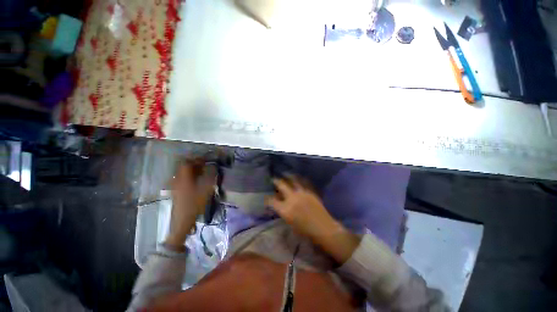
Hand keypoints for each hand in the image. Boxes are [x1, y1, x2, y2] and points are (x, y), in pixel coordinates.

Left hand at [165, 158, 215, 249]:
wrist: (182, 221)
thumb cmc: (195, 204)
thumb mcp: (206, 190)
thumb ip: (210, 176)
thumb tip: (214, 167)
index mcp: (184, 178)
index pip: (187, 163)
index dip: (196, 159)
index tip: (205, 160)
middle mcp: (177, 180)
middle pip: (184, 167)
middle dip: (194, 164)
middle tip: (205, 166)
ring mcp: (175, 186)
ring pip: (183, 173)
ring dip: (192, 170)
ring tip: (202, 173)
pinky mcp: (176, 191)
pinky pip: (182, 179)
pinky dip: (189, 177)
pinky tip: (197, 182)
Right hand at [266, 175, 359, 263]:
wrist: (323, 228)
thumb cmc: (305, 231)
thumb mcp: (290, 222)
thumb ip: (283, 211)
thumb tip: (279, 204)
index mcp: (285, 209)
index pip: (272, 201)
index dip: (267, 199)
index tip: (266, 198)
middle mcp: (292, 198)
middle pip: (281, 185)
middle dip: (276, 181)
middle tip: (274, 179)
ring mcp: (302, 193)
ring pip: (293, 179)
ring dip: (288, 176)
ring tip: (285, 174)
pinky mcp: (310, 191)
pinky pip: (303, 182)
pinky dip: (299, 179)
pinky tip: (297, 178)